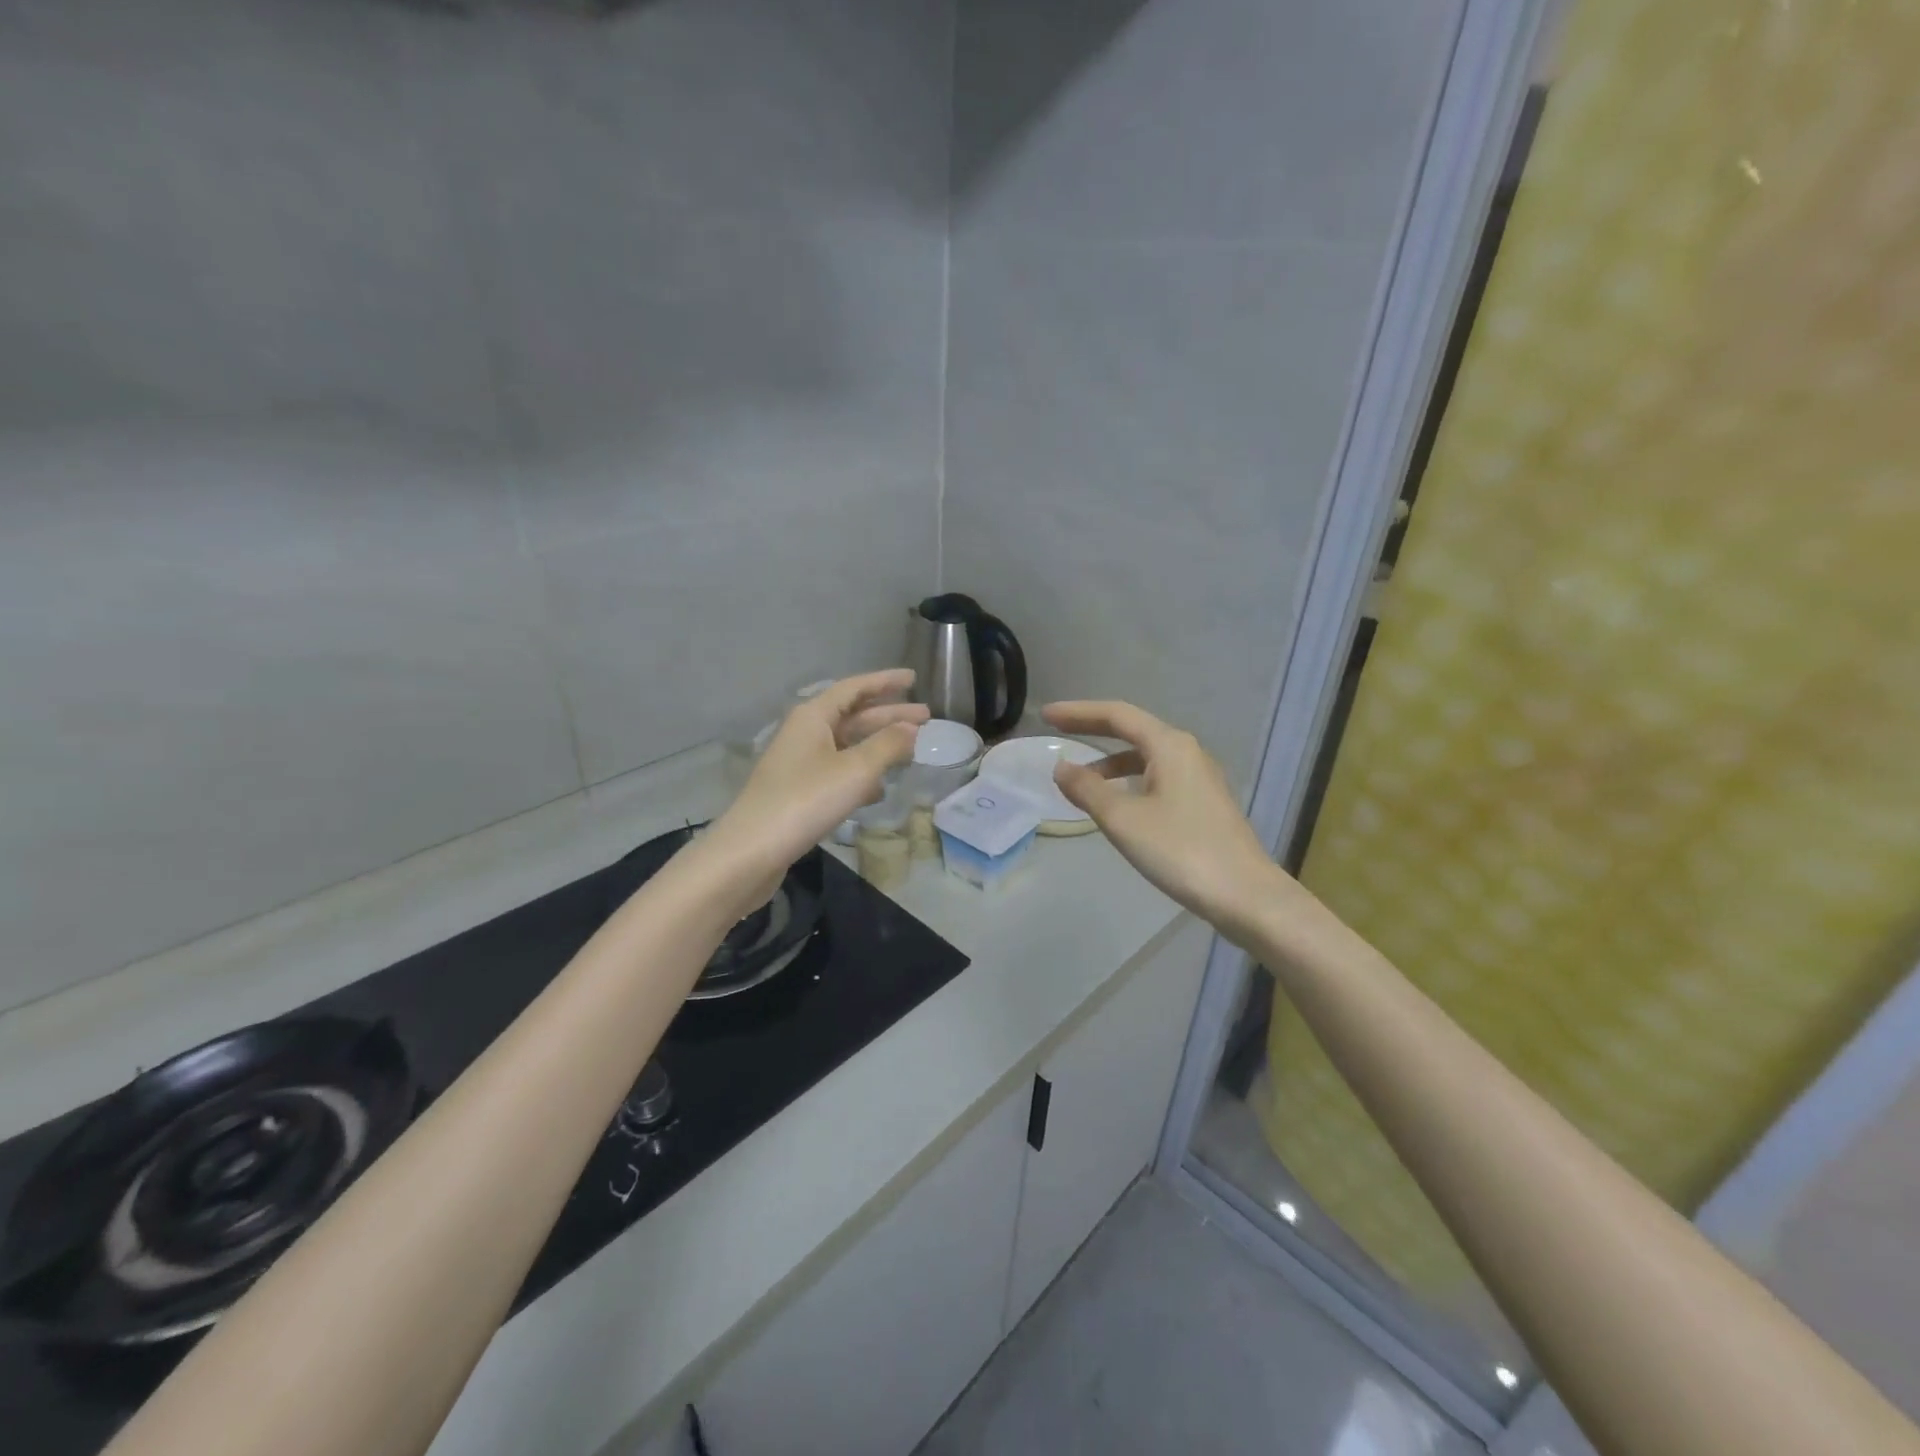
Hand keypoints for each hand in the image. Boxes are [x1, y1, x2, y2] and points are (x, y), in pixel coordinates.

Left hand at [703, 670, 928, 904]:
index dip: (885, 681)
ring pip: (847, 745)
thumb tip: (911, 728)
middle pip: (853, 716)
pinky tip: (880, 790)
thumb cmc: (806, 800)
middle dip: (889, 715)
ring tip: (911, 750)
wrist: (752, 850)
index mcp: (813, 716)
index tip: (914, 678)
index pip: (854, 688)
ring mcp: (799, 763)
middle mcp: (804, 733)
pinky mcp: (799, 792)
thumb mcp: (856, 770)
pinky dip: (861, 774)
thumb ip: (888, 746)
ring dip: (878, 746)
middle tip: (926, 717)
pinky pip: (838, 771)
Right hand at [1044, 700, 1288, 943]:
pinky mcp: (1204, 802)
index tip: (1046, 714)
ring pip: (1146, 756)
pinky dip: (1130, 780)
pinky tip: (1119, 803)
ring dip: (1111, 761)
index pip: (1117, 715)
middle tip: (1057, 729)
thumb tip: (1062, 766)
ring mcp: (1200, 777)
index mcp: (1169, 745)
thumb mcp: (1123, 819)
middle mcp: (1187, 752)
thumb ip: (1087, 789)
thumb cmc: (1180, 851)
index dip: (1078, 712)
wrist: (1245, 895)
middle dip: (1093, 729)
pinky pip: (1158, 776)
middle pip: (1133, 729)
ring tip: (1081, 780)